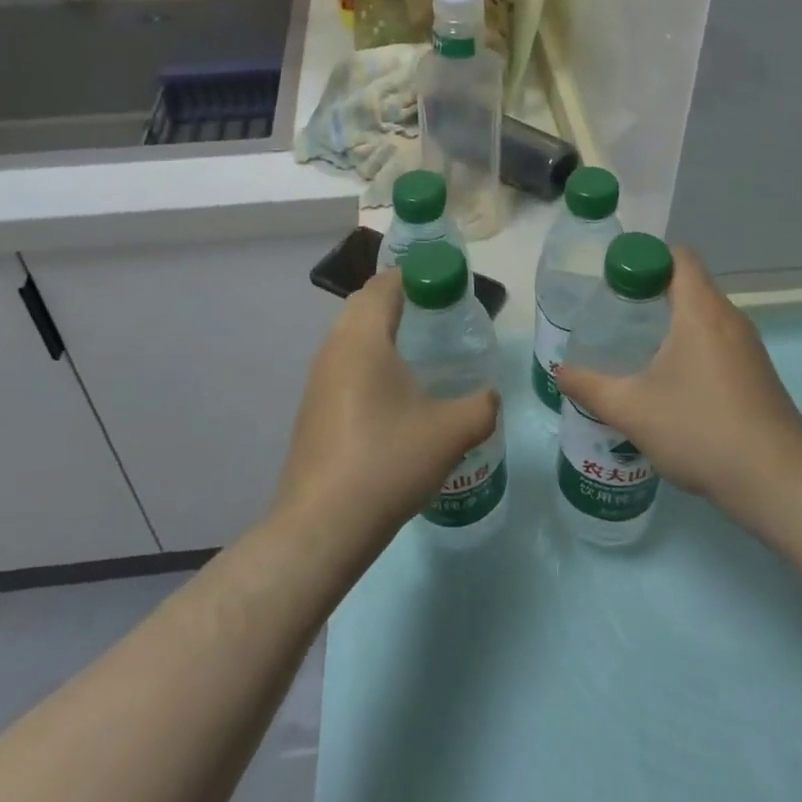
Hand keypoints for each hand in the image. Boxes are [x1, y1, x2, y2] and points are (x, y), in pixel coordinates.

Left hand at [271, 271, 498, 549]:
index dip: (416, 275)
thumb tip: (490, 397)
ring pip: (351, 336)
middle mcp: (334, 348)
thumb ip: (481, 405)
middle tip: (438, 316)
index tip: (446, 286)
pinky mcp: (312, 408)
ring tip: (420, 354)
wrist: (322, 526)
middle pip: (365, 304)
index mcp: (364, 338)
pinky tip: (394, 395)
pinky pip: (343, 365)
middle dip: (400, 301)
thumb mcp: (451, 432)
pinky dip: (368, 362)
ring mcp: (317, 379)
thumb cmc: (387, 462)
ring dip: (382, 333)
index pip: (385, 284)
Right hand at [556, 247, 801, 532]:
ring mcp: (749, 347)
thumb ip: (591, 387)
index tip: (614, 281)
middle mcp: (730, 318)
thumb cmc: (701, 430)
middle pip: (689, 284)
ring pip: (705, 315)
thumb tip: (560, 371)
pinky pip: (719, 341)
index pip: (678, 257)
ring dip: (672, 321)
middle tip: (615, 314)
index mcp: (701, 311)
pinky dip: (692, 345)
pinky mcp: (758, 374)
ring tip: (636, 347)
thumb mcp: (632, 410)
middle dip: (651, 291)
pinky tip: (671, 382)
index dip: (644, 258)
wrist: (778, 481)